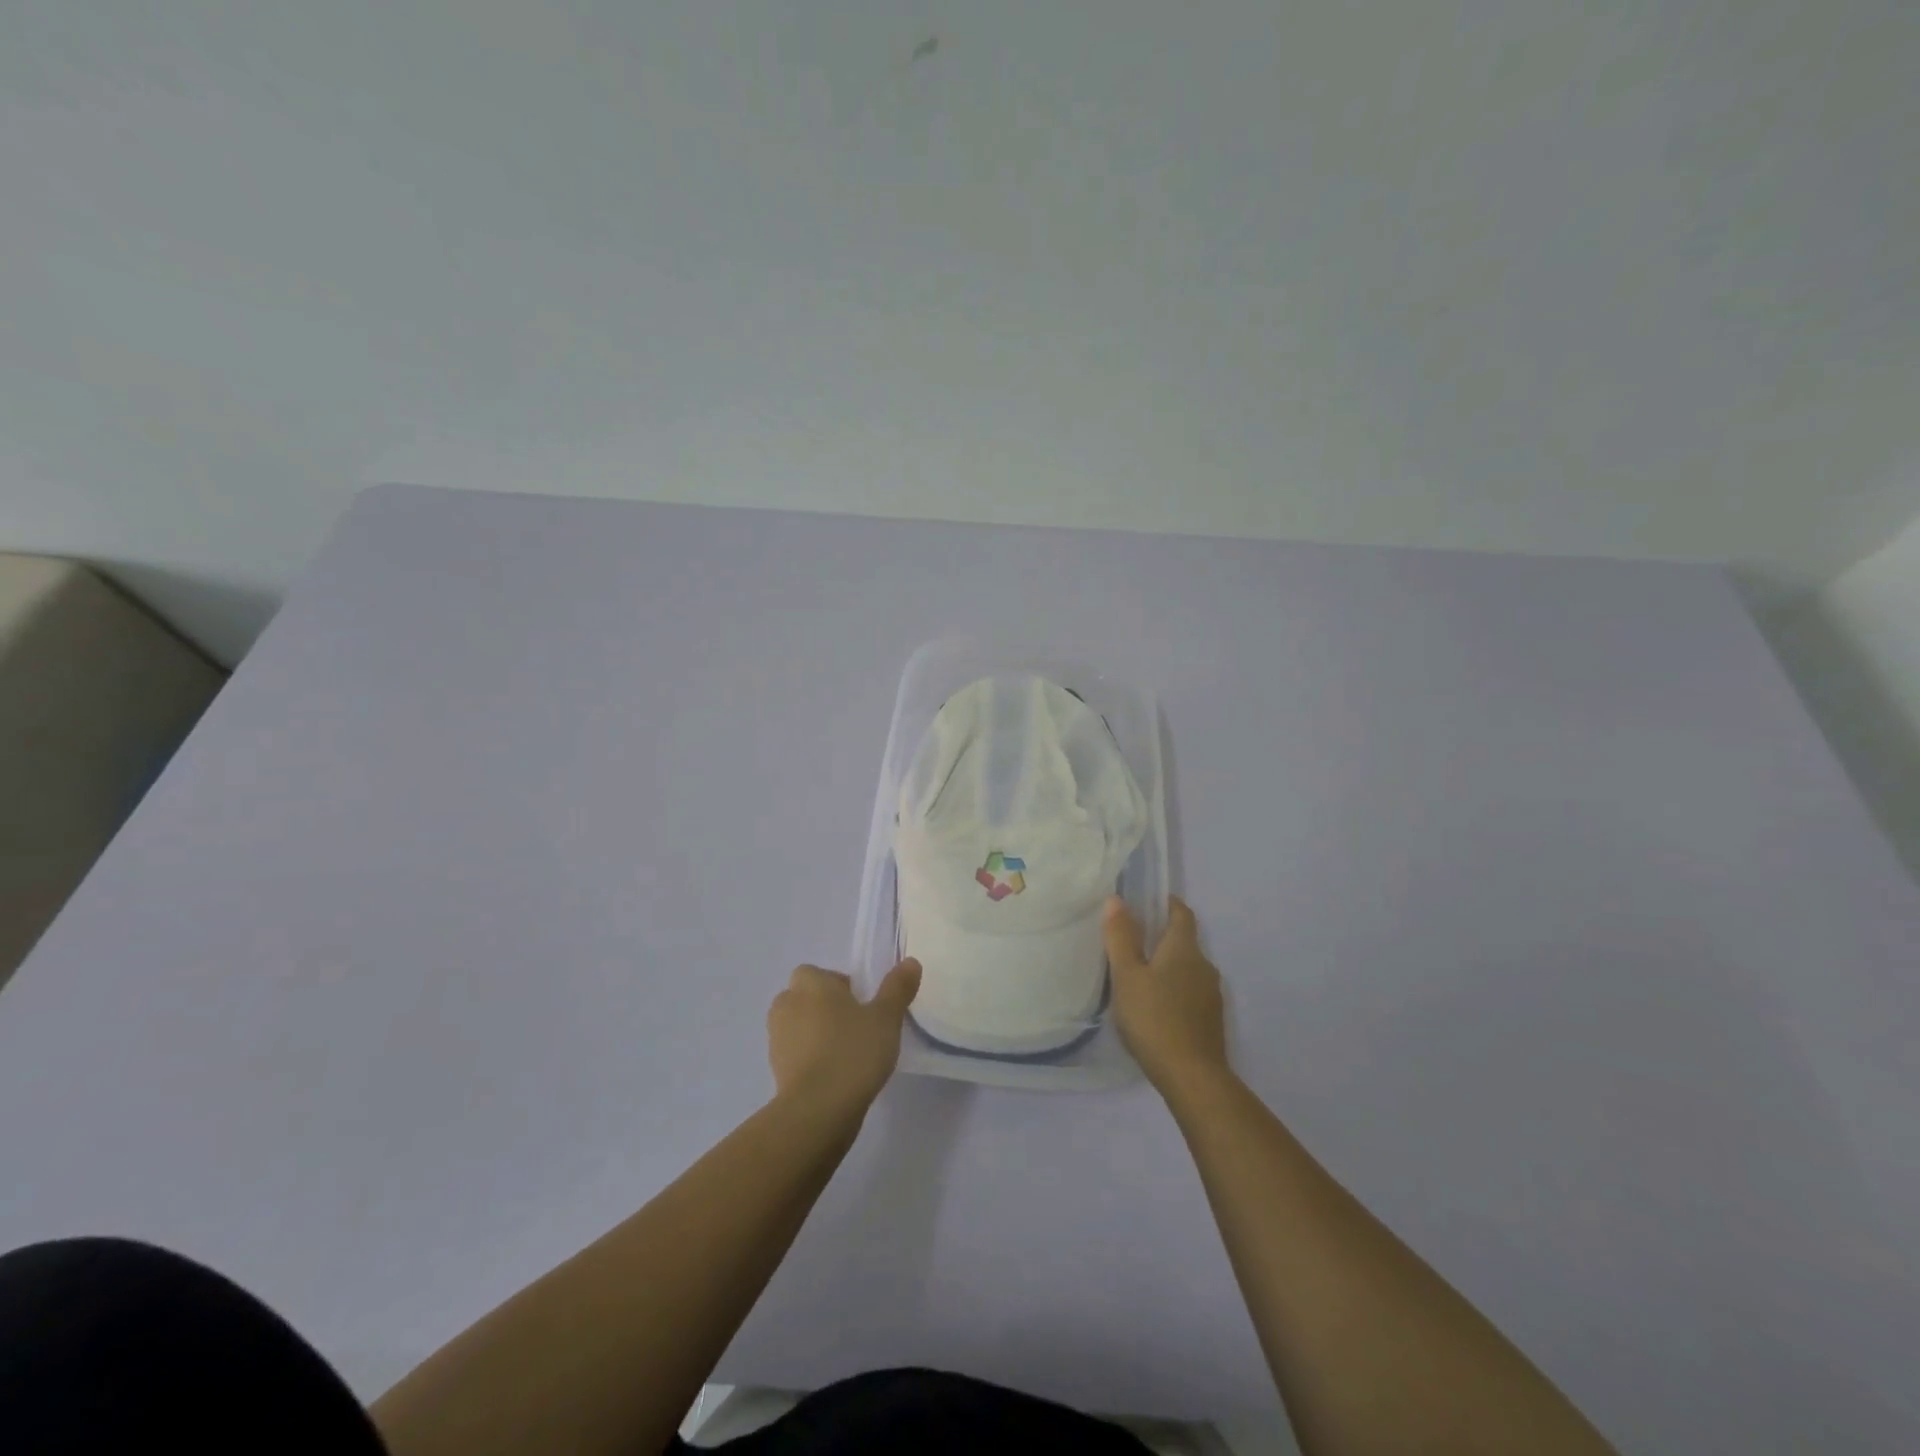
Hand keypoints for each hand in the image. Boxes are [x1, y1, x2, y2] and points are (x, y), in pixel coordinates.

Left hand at [767, 959, 921, 1116]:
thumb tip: (910, 962)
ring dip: (814, 1034)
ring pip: (796, 1026)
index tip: (859, 1004)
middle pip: (803, 998)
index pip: (816, 973)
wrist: (818, 1109)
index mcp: (810, 984)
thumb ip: (897, 988)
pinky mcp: (775, 1071)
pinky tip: (832, 1076)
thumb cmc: (853, 1051)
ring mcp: (776, 1039)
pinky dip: (808, 1059)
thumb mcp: (886, 1017)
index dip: (836, 985)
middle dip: (823, 1008)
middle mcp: (787, 1004)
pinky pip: (794, 1055)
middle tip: (853, 1026)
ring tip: (844, 1053)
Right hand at [1105, 895, 1229, 1097]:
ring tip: (1139, 977)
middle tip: (1131, 942)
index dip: (1168, 904)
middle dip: (1162, 938)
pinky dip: (1174, 991)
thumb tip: (1117, 899)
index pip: (1182, 914)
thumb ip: (1121, 937)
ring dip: (1168, 967)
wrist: (1193, 1077)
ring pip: (1187, 970)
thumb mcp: (1127, 975)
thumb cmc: (1154, 1018)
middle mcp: (1204, 966)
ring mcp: (1211, 995)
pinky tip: (1155, 1007)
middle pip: (1184, 942)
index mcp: (1184, 949)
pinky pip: (1190, 993)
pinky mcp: (1211, 1021)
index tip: (1148, 902)